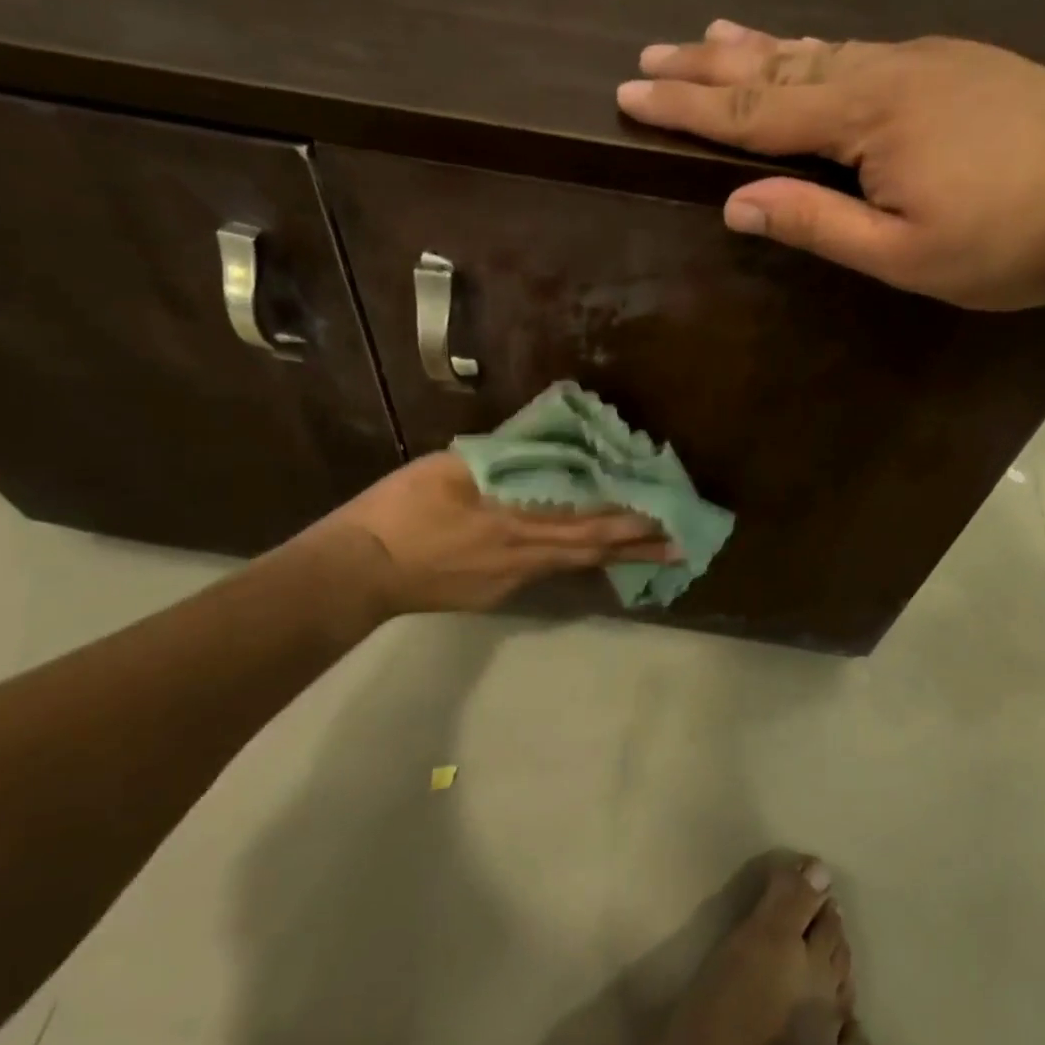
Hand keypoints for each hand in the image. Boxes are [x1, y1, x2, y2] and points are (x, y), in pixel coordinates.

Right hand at [321, 452, 672, 615]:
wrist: (360, 572)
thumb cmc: (400, 510)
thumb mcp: (447, 468)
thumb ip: (498, 460)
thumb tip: (539, 449)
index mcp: (513, 518)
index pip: (585, 517)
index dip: (627, 516)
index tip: (665, 511)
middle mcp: (523, 554)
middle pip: (591, 548)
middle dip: (640, 545)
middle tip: (683, 543)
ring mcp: (513, 580)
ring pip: (574, 565)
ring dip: (615, 557)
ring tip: (652, 554)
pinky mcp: (498, 595)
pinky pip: (547, 574)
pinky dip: (576, 562)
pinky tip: (586, 558)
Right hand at [617, 20, 1044, 309]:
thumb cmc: (1007, 241)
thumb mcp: (902, 254)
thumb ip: (816, 223)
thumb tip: (735, 202)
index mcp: (865, 117)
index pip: (753, 111)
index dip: (687, 106)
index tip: (629, 93)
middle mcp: (884, 71)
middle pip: (777, 66)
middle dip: (708, 66)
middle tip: (650, 54)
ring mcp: (924, 60)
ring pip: (819, 49)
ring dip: (758, 47)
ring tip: (710, 36)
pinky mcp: (955, 64)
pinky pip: (861, 50)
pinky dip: (814, 49)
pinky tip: (804, 48)